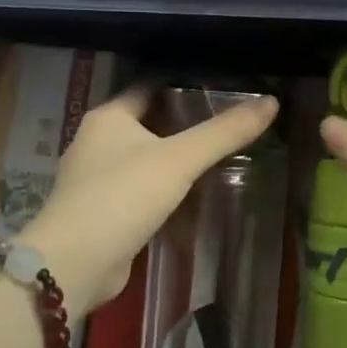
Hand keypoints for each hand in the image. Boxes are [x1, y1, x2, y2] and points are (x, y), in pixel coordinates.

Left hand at [16, 86, 279, 320]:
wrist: (74, 264)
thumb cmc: (122, 196)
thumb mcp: (179, 160)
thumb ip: (224, 132)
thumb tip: (272, 102)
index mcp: (108, 117)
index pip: (149, 87)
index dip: (183, 83)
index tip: (219, 84)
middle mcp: (96, 142)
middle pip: (147, 122)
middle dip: (182, 123)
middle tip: (227, 121)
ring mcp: (95, 180)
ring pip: (143, 159)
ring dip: (172, 159)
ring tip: (216, 156)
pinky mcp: (101, 213)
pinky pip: (139, 191)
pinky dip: (163, 191)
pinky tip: (191, 196)